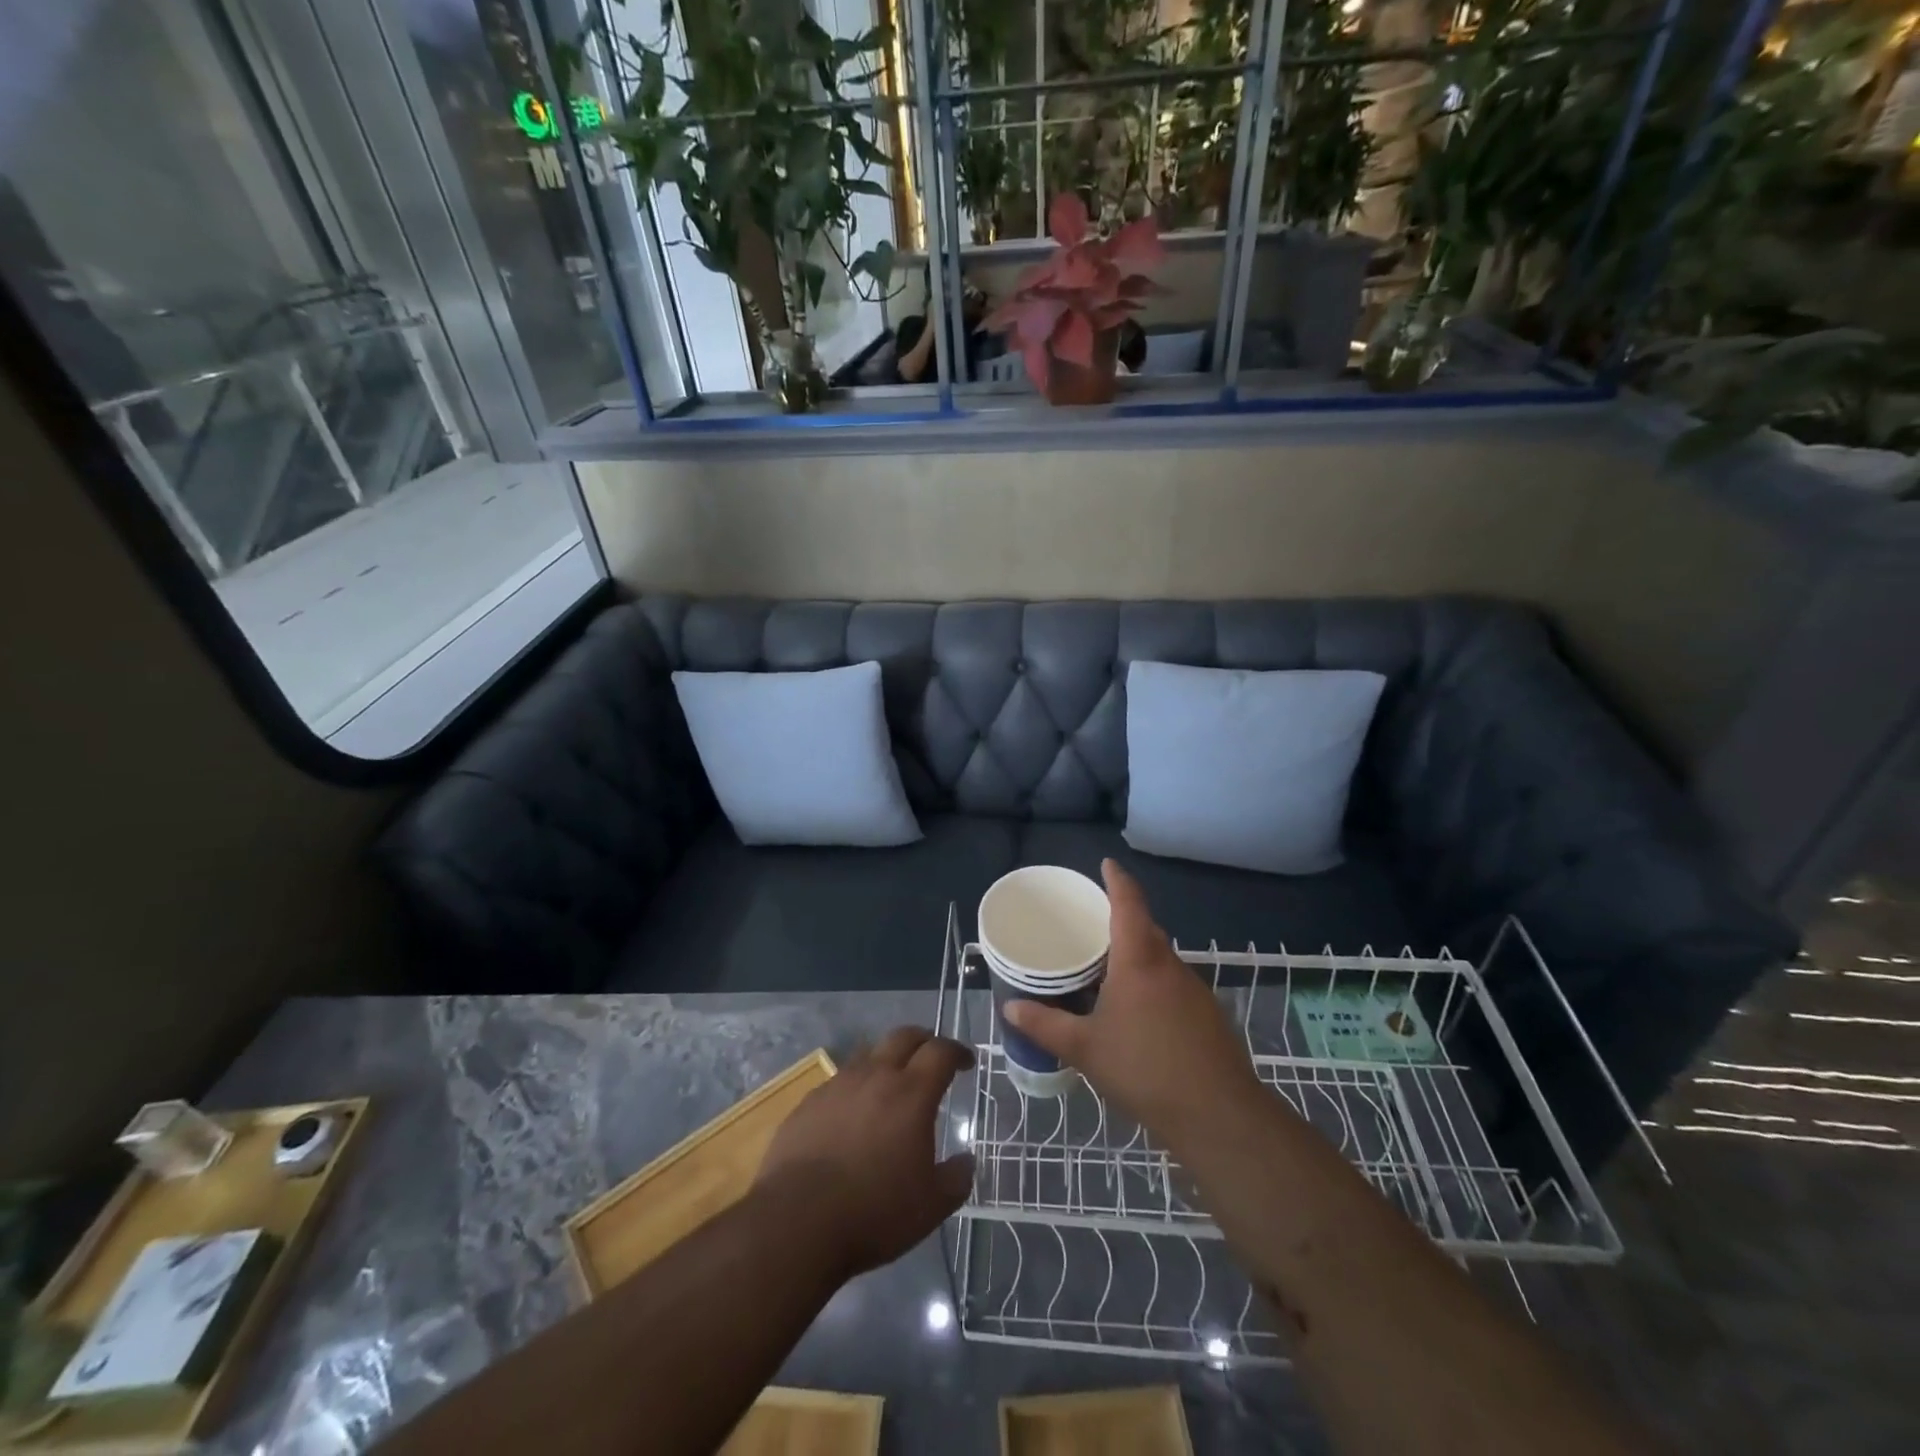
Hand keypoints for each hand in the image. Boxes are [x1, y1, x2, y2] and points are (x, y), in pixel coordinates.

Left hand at [756, 1028, 974, 1279]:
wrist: (797, 1222)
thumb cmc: (874, 1211)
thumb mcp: (931, 1206)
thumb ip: (956, 1178)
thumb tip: (966, 1161)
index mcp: (912, 1093)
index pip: (941, 1051)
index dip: (957, 1052)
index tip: (966, 1062)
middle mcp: (875, 1076)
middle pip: (904, 1036)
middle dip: (924, 1041)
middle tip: (932, 1058)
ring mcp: (838, 1085)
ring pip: (868, 1054)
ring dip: (886, 1061)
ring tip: (891, 1086)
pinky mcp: (809, 1103)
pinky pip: (839, 1082)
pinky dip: (855, 1089)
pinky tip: (852, 1116)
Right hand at [1004, 859, 1261, 1138]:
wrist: (1218, 1115)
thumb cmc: (1144, 1070)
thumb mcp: (1084, 1049)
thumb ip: (1045, 1025)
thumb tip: (1009, 1007)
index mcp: (1139, 960)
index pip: (1129, 904)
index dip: (1117, 880)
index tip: (1107, 864)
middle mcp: (1170, 966)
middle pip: (1146, 929)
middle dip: (1123, 919)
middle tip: (1093, 923)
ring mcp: (1194, 991)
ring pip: (1161, 959)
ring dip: (1138, 955)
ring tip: (1108, 969)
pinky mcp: (1208, 1015)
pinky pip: (1173, 984)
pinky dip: (1153, 983)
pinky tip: (1138, 1012)